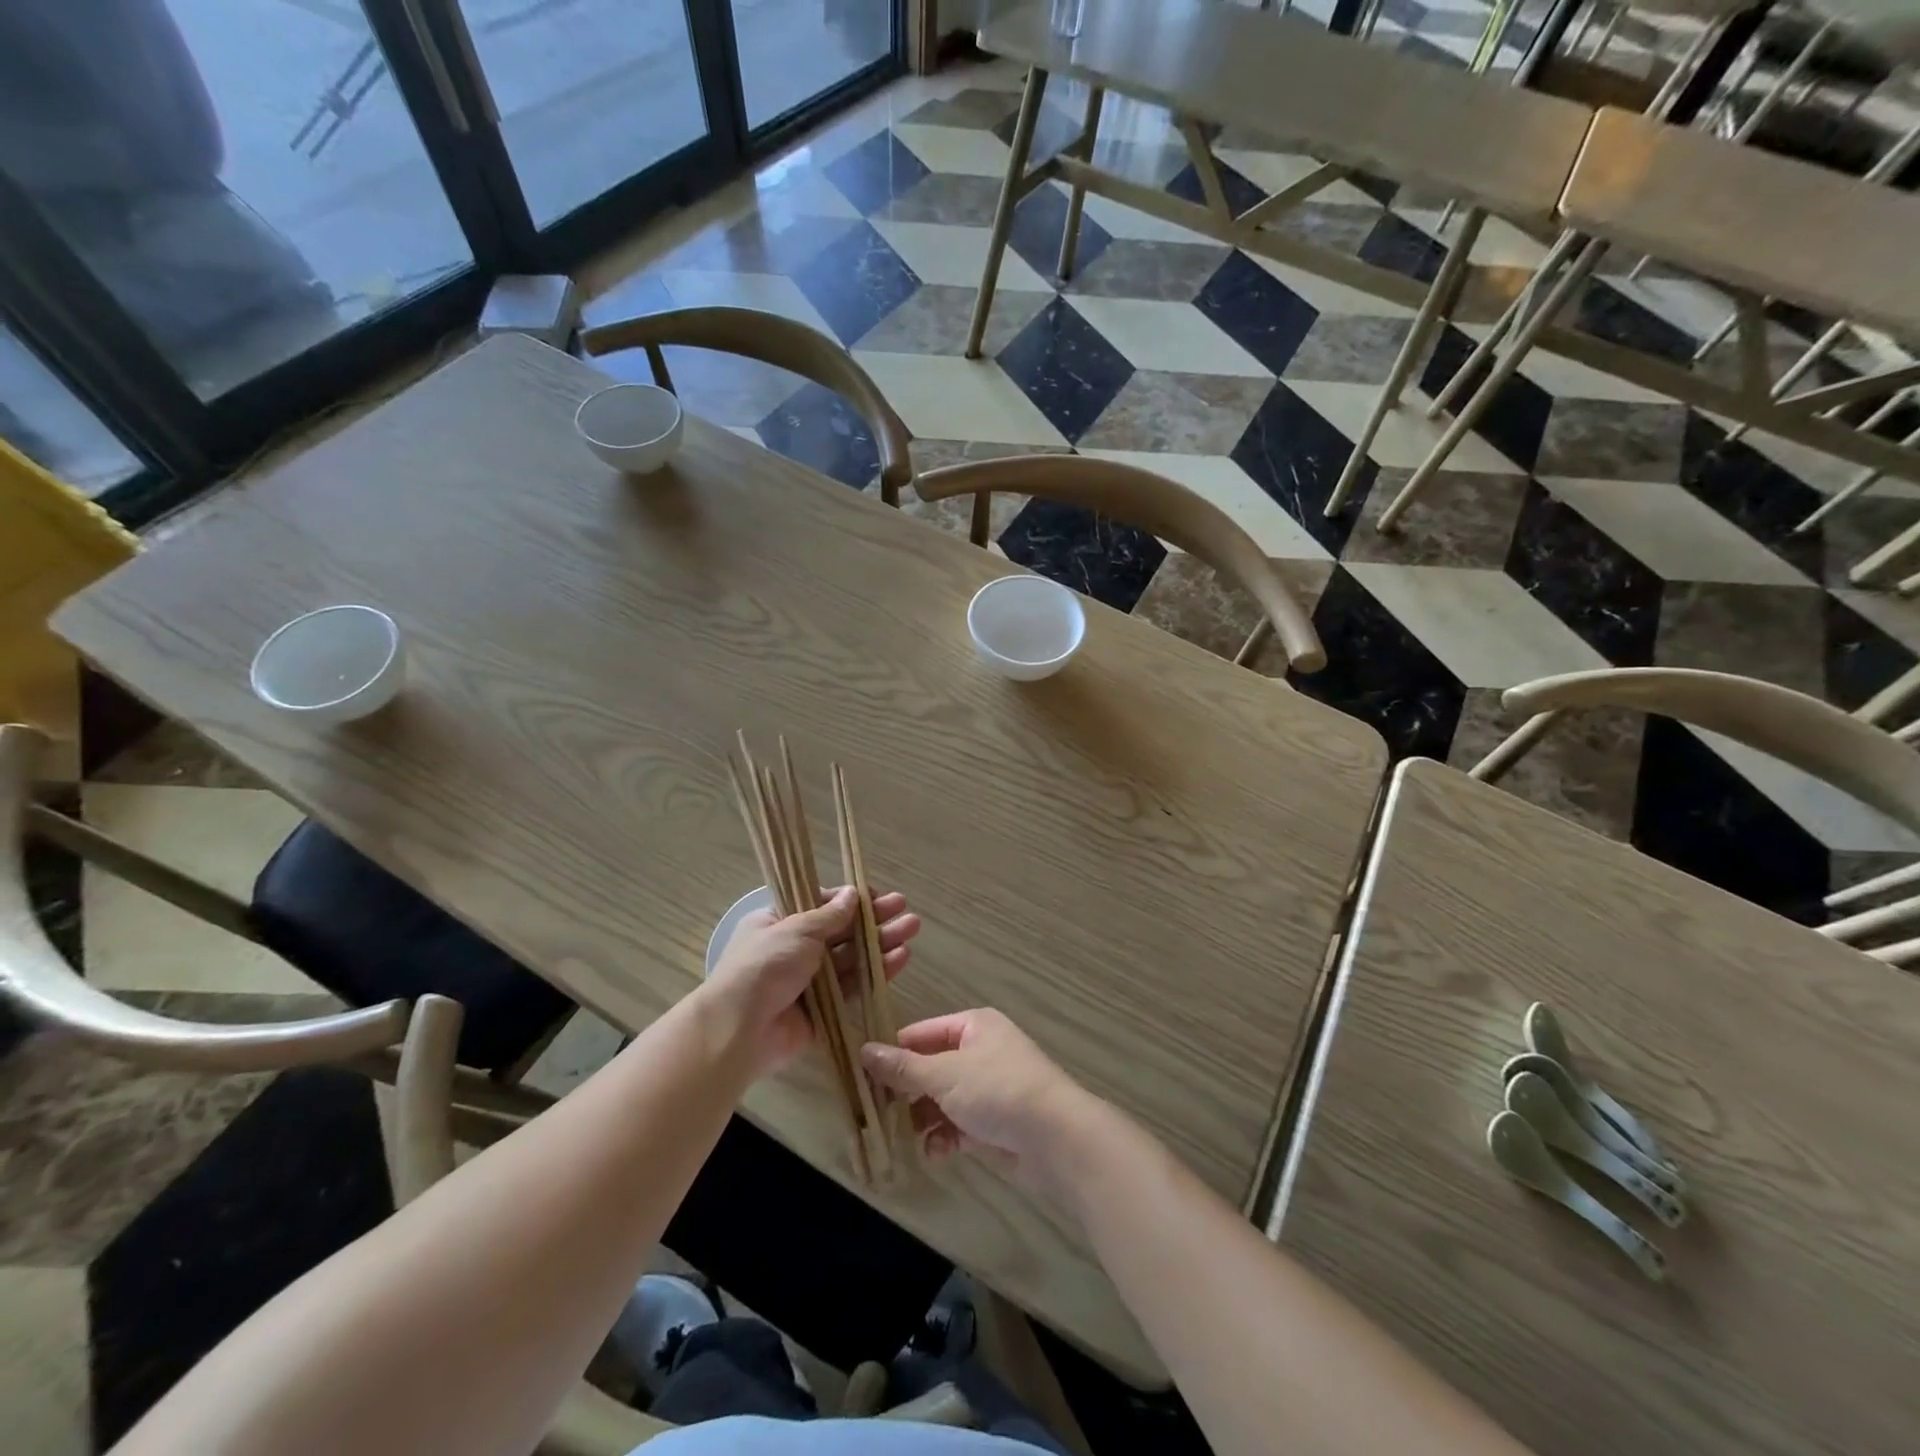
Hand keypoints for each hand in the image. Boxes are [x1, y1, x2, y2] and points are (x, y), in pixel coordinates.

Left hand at [703, 886, 919, 1076]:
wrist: (740, 1030)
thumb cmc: (764, 967)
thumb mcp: (796, 930)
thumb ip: (829, 915)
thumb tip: (852, 893)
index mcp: (778, 923)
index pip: (819, 904)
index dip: (850, 900)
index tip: (877, 896)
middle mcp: (794, 949)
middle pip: (841, 930)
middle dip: (873, 919)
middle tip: (905, 909)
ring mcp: (809, 980)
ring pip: (851, 957)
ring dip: (881, 942)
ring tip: (913, 927)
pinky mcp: (823, 1009)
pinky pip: (853, 986)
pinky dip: (876, 971)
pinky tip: (901, 957)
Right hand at [861, 1009, 1099, 1194]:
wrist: (1055, 1138)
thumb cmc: (998, 1090)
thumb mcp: (945, 1075)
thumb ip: (904, 1068)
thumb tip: (864, 1050)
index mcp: (973, 1026)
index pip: (922, 1033)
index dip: (894, 1051)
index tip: (862, 1073)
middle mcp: (981, 1052)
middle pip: (931, 1067)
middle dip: (907, 1091)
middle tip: (875, 1110)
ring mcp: (988, 1089)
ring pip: (942, 1100)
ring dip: (923, 1118)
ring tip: (904, 1135)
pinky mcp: (994, 1123)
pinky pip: (958, 1125)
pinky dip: (944, 1137)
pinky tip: (935, 1152)